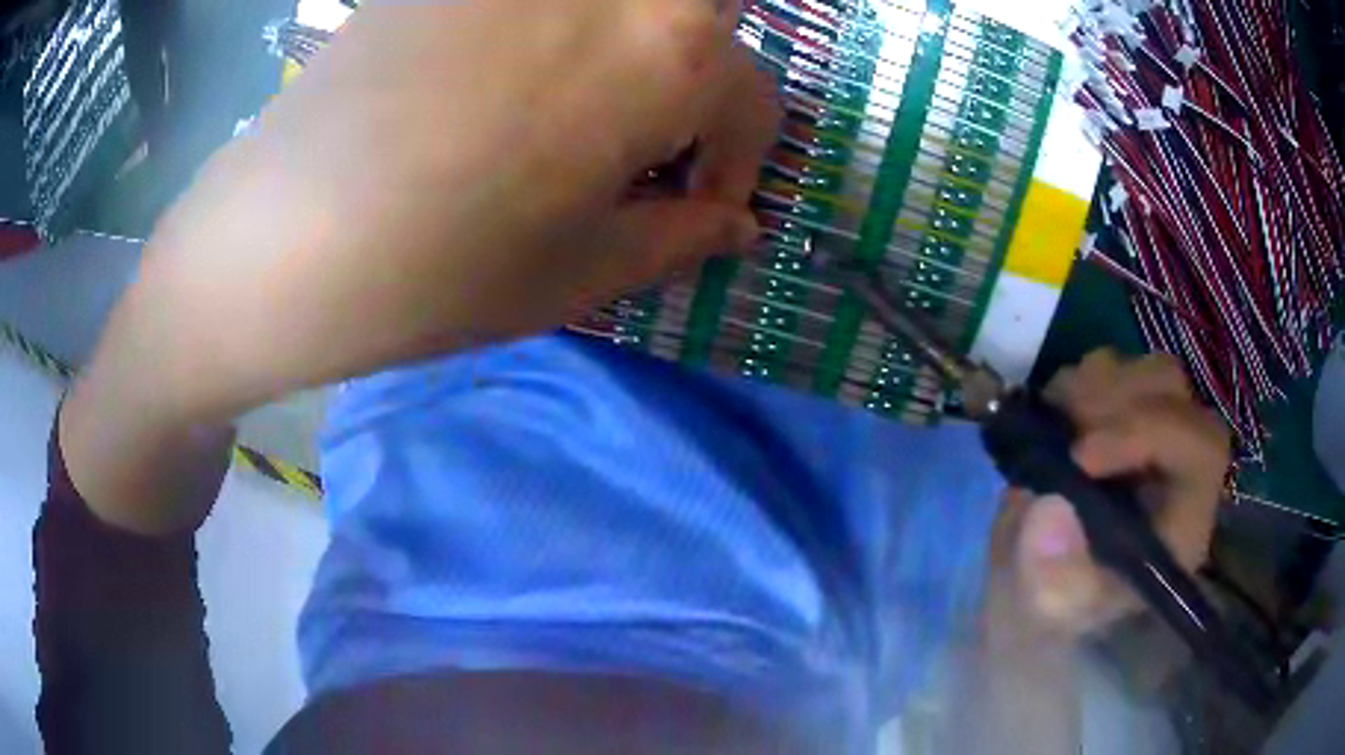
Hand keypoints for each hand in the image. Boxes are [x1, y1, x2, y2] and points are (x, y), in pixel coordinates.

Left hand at [127, 0, 779, 422]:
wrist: (277, 239)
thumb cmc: (438, 272)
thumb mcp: (582, 273)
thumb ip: (682, 236)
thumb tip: (738, 221)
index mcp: (670, 52)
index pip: (756, 99)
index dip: (735, 164)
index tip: (693, 207)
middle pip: (702, 26)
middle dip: (697, 87)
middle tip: (644, 143)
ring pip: (627, 6)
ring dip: (632, 55)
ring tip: (572, 115)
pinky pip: (543, 3)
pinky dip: (557, 35)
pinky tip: (500, 84)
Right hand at [988, 350, 1230, 639]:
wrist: (1038, 593)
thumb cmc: (1054, 614)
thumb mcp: (1048, 615)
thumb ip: (1052, 577)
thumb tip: (1050, 509)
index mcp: (1183, 520)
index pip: (1199, 448)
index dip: (1149, 433)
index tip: (1079, 456)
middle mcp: (1178, 467)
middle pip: (1174, 393)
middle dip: (1116, 401)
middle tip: (1060, 431)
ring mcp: (1150, 435)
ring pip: (1142, 372)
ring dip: (1092, 388)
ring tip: (1051, 430)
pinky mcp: (1118, 418)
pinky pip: (1107, 371)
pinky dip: (1073, 384)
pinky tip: (1049, 423)